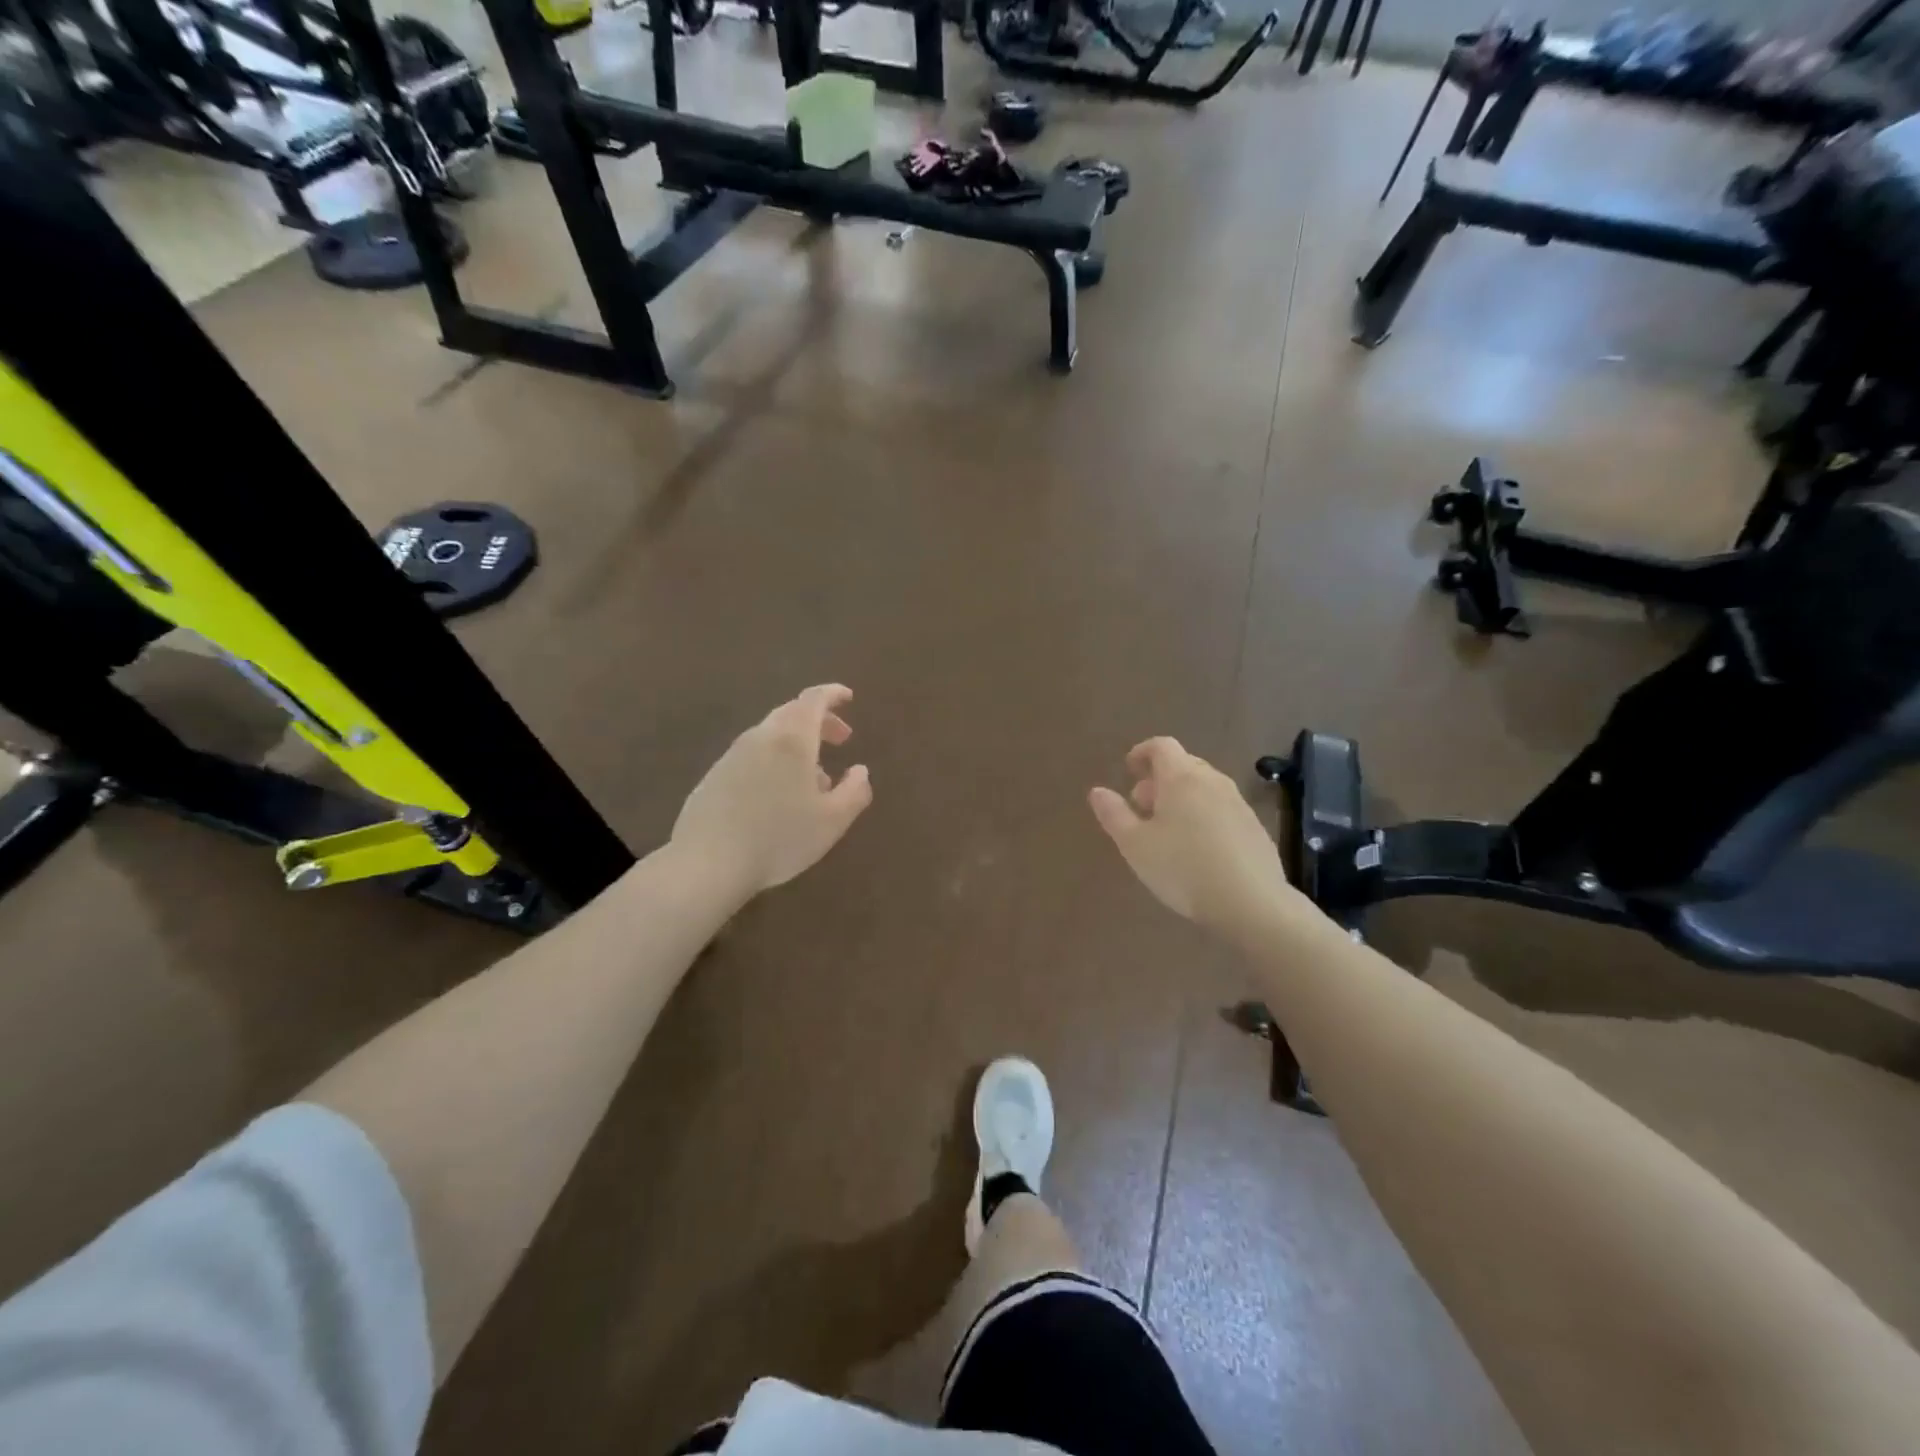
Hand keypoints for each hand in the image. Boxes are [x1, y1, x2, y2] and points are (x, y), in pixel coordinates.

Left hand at [671, 685, 872, 904]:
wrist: (707, 863)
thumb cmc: (779, 838)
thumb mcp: (832, 821)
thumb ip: (855, 791)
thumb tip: (860, 771)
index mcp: (792, 739)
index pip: (814, 700)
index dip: (833, 694)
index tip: (848, 697)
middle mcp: (761, 738)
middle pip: (792, 713)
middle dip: (820, 720)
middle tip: (841, 739)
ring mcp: (732, 755)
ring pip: (771, 735)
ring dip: (798, 744)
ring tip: (816, 778)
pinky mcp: (715, 776)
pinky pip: (753, 755)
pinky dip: (775, 760)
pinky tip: (780, 795)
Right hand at [1089, 737, 1299, 935]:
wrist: (1252, 902)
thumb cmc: (1182, 868)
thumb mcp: (1135, 845)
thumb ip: (1114, 814)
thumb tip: (1097, 791)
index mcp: (1181, 778)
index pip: (1161, 746)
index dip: (1142, 752)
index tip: (1128, 769)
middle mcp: (1212, 781)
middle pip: (1184, 764)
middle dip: (1159, 778)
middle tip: (1141, 805)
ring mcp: (1238, 803)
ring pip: (1204, 786)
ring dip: (1182, 797)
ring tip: (1167, 829)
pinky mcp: (1254, 827)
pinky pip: (1221, 808)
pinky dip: (1203, 814)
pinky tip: (1197, 848)